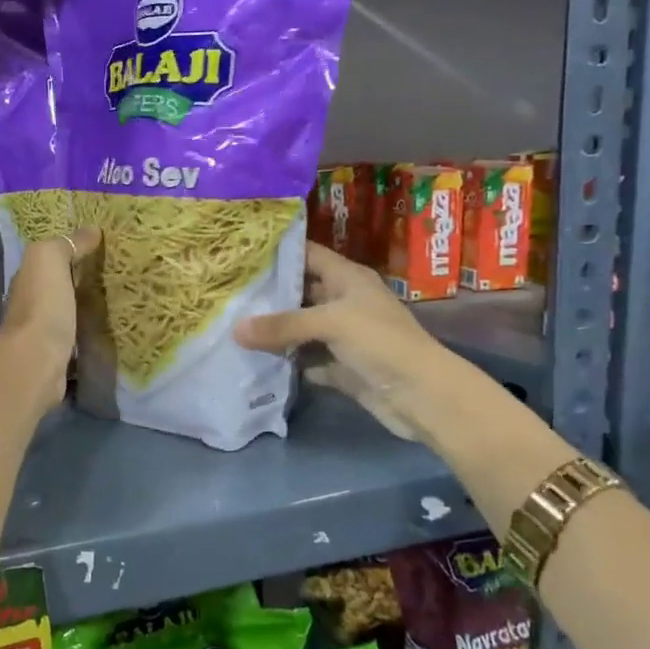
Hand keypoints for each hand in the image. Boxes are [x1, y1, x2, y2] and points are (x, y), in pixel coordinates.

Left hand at [0, 228, 102, 409]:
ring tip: (120, 302)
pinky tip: (109, 332)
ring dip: (85, 309)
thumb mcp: (49, 260)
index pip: (50, 260)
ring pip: (68, 314)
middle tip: (118, 274)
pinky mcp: (58, 359)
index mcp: (28, 279)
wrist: (36, 363)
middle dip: (81, 281)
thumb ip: (67, 244)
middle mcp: (31, 305)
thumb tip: (92, 230)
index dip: (72, 252)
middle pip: (59, 287)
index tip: (103, 248)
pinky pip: (77, 339)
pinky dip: (89, 335)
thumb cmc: (43, 306)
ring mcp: (43, 334)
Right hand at [233, 243, 454, 440]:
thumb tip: (234, 330)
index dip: (278, 252)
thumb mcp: (330, 324)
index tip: (240, 252)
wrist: (423, 397)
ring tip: (231, 323)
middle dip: (268, 292)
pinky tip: (256, 359)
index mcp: (348, 278)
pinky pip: (307, 359)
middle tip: (226, 290)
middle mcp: (345, 302)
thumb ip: (281, 325)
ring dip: (274, 329)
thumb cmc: (382, 343)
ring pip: (301, 327)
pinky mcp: (342, 367)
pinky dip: (288, 361)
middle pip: (301, 291)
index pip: (308, 254)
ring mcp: (344, 336)